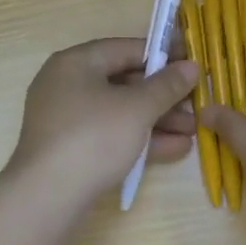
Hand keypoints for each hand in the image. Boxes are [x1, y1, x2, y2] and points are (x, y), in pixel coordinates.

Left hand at [9, 39, 198, 201]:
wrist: (48, 196)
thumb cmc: (94, 137)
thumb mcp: (137, 108)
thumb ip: (167, 85)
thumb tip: (191, 66)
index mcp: (76, 63)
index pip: (126, 48)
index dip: (163, 54)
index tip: (193, 63)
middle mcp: (67, 85)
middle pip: (124, 82)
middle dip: (164, 95)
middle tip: (197, 103)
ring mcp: (68, 120)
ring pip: (121, 112)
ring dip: (158, 120)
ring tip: (193, 130)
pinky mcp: (72, 149)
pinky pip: (112, 135)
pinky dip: (141, 139)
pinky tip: (176, 148)